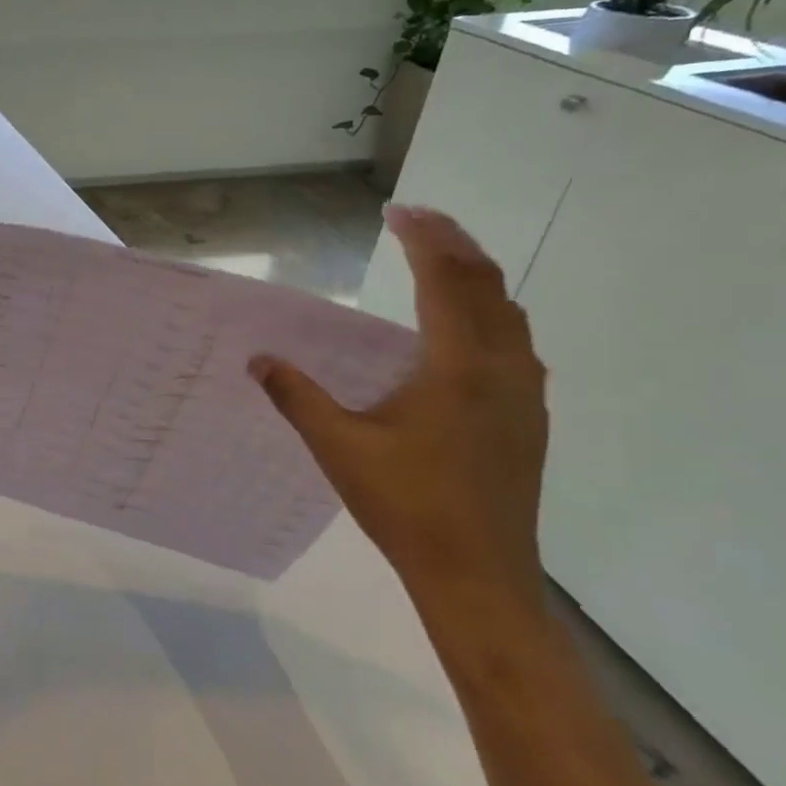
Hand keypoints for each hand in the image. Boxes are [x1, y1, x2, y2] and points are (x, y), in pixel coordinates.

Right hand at [247, 205, 548, 608]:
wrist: (478, 575)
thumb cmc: (406, 506)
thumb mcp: (339, 447)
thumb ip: (297, 397)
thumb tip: (258, 360)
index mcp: (458, 368)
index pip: (447, 281)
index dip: (424, 238)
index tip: (397, 210)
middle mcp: (502, 370)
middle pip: (486, 285)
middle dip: (453, 244)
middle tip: (416, 220)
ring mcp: (524, 395)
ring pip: (509, 313)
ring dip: (475, 277)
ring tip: (438, 261)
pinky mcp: (528, 419)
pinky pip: (515, 343)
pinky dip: (488, 313)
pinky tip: (462, 330)